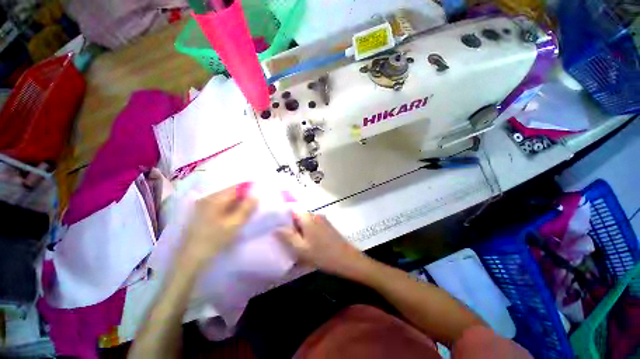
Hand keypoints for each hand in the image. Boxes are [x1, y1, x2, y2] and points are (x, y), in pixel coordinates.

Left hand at [179, 186, 256, 267]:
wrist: (190, 258)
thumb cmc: (214, 240)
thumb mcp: (234, 224)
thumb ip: (246, 209)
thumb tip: (256, 196)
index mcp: (215, 198)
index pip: (236, 187)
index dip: (248, 190)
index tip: (257, 198)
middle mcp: (207, 197)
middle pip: (230, 192)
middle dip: (243, 197)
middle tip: (252, 207)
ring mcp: (202, 205)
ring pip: (225, 199)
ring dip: (236, 203)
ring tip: (243, 213)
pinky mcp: (201, 212)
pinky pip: (219, 204)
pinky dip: (228, 208)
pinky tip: (232, 217)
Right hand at [276, 213, 370, 277]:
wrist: (347, 260)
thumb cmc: (323, 254)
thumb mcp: (301, 248)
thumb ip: (287, 237)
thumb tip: (276, 228)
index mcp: (308, 218)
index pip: (292, 210)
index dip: (283, 217)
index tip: (277, 227)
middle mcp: (315, 215)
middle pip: (299, 216)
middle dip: (291, 226)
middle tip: (285, 239)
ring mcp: (323, 220)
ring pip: (306, 222)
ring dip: (300, 231)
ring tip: (295, 243)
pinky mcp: (327, 226)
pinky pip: (313, 226)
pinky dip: (308, 233)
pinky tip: (307, 245)